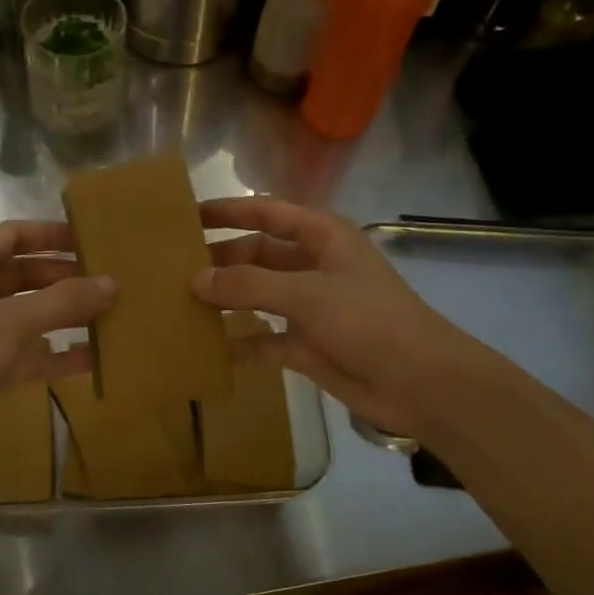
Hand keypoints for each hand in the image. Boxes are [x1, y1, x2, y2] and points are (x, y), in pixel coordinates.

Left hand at [0, 220, 113, 471]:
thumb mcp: (12, 322)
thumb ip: (63, 301)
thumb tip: (112, 283)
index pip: (13, 235)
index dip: (51, 234)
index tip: (92, 240)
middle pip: (26, 275)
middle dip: (66, 278)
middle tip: (111, 282)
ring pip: (31, 315)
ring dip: (66, 317)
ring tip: (112, 316)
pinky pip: (30, 353)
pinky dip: (58, 354)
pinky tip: (95, 358)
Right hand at [193, 196, 476, 439]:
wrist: (420, 382)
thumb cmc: (368, 321)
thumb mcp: (306, 294)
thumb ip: (248, 285)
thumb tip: (196, 279)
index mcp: (322, 238)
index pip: (267, 213)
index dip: (229, 211)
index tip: (188, 215)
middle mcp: (313, 266)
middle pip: (257, 254)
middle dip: (220, 259)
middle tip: (173, 267)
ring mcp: (309, 307)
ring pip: (257, 296)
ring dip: (226, 299)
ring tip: (181, 303)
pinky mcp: (306, 344)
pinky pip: (263, 339)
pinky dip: (240, 343)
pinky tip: (208, 348)